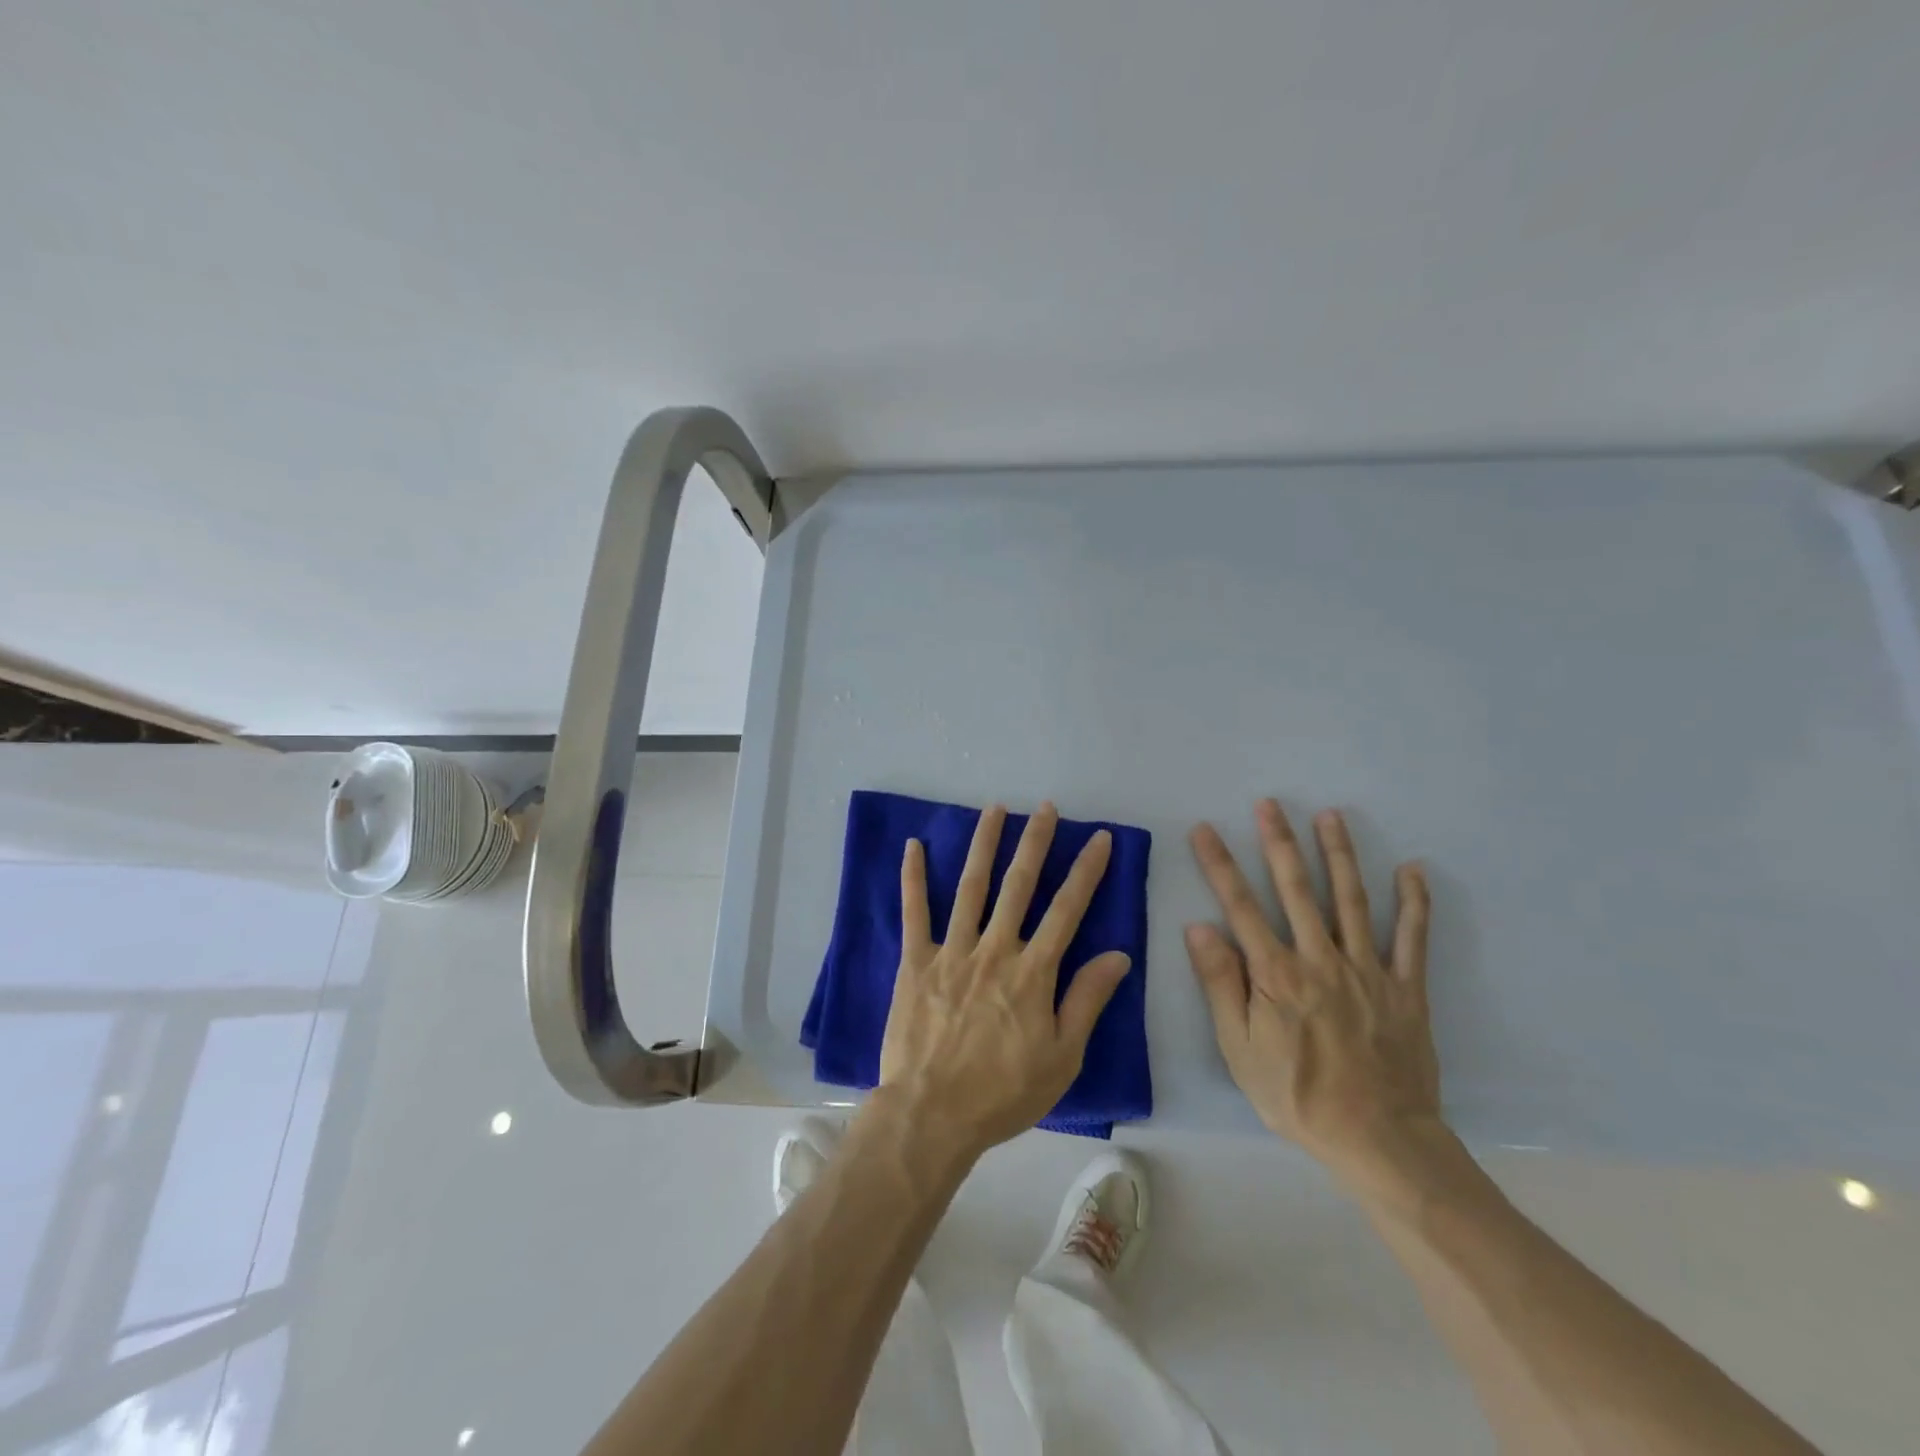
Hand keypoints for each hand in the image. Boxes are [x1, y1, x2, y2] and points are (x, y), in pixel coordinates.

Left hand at [878, 802, 1132, 1160]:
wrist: (932, 1115)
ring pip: (971, 887)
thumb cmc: (1004, 1093)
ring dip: (984, 844)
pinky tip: (914, 845)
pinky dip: (913, 877)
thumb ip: (1087, 1001)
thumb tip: (1118, 955)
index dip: (1086, 871)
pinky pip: (914, 912)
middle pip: (1019, 885)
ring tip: (995, 809)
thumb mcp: (1062, 1057)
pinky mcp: (915, 962)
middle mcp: (994, 949)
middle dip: (1035, 842)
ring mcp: (952, 951)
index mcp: (1033, 972)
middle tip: (1046, 807)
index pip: (1067, 909)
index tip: (1099, 837)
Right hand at [1186, 799, 1441, 1184]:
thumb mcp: (1239, 1048)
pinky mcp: (1405, 987)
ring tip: (1330, 816)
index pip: (1240, 906)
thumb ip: (1221, 984)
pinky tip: (1411, 869)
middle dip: (1280, 842)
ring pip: (1351, 899)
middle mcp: (1320, 959)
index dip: (1220, 865)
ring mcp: (1367, 969)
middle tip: (1269, 804)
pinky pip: (1412, 938)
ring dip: (1340, 854)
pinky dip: (1414, 902)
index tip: (1205, 830)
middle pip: (1297, 889)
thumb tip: (1199, 927)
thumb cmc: (1297, 1095)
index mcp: (1276, 974)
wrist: (1378, 1139)